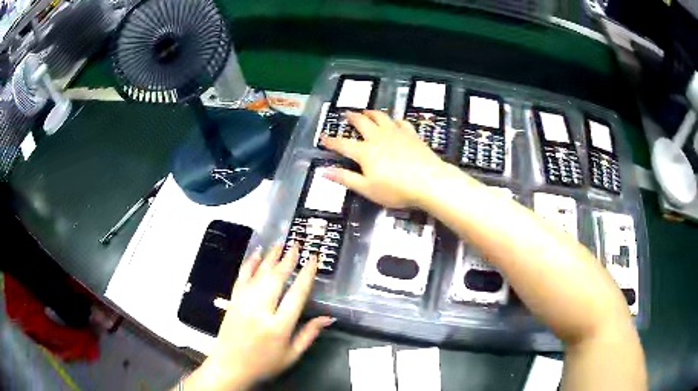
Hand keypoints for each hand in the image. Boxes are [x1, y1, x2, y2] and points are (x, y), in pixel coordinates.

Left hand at [184, 244, 333, 390]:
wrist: (230, 366)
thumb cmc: (265, 363)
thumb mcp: (292, 355)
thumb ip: (310, 334)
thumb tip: (329, 318)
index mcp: (278, 326)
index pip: (296, 295)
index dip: (306, 274)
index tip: (313, 259)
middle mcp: (260, 311)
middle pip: (276, 279)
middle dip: (288, 259)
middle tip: (297, 244)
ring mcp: (243, 304)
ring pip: (259, 275)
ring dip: (270, 257)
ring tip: (280, 244)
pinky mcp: (233, 301)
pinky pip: (241, 278)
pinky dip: (249, 264)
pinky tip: (256, 254)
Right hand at [321, 110, 445, 208]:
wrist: (429, 182)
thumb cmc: (396, 189)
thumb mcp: (367, 189)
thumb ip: (346, 178)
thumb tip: (324, 171)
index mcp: (365, 152)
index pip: (343, 144)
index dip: (331, 141)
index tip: (322, 137)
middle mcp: (378, 138)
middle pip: (362, 123)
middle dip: (352, 118)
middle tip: (347, 114)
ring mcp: (396, 133)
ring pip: (381, 117)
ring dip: (372, 113)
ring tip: (367, 111)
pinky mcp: (412, 134)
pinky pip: (401, 122)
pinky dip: (395, 120)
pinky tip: (395, 121)